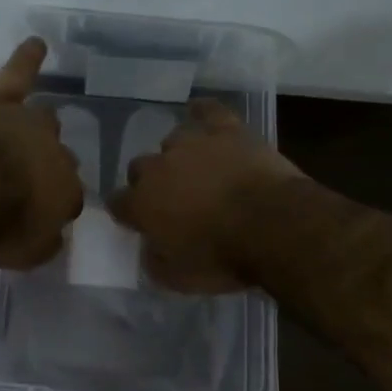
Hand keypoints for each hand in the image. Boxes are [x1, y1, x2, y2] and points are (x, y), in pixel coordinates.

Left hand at [0, 37, 84, 267]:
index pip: (69, 198)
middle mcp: (55, 153)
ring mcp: (27, 122)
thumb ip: (44, 243)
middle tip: (28, 179)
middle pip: (59, 157)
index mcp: (66, 193)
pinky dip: (27, 58)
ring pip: (44, 119)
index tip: (40, 215)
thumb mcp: (28, 253)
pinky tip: (36, 45)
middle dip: (48, 166)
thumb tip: (52, 237)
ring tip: (36, 128)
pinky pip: (18, 74)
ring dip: (39, 126)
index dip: (55, 206)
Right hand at [111, 99, 304, 291]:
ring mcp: (193, 143)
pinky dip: (202, 112)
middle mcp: (159, 168)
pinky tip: (201, 114)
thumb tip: (150, 250)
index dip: (127, 213)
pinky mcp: (227, 130)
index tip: (138, 223)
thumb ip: (155, 262)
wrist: (273, 225)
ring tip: (196, 169)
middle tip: (171, 200)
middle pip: (139, 168)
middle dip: (150, 182)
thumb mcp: (178, 279)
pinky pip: (208, 111)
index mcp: (142, 204)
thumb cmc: (223, 258)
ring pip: (172, 140)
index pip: (118, 203)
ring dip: (178, 155)